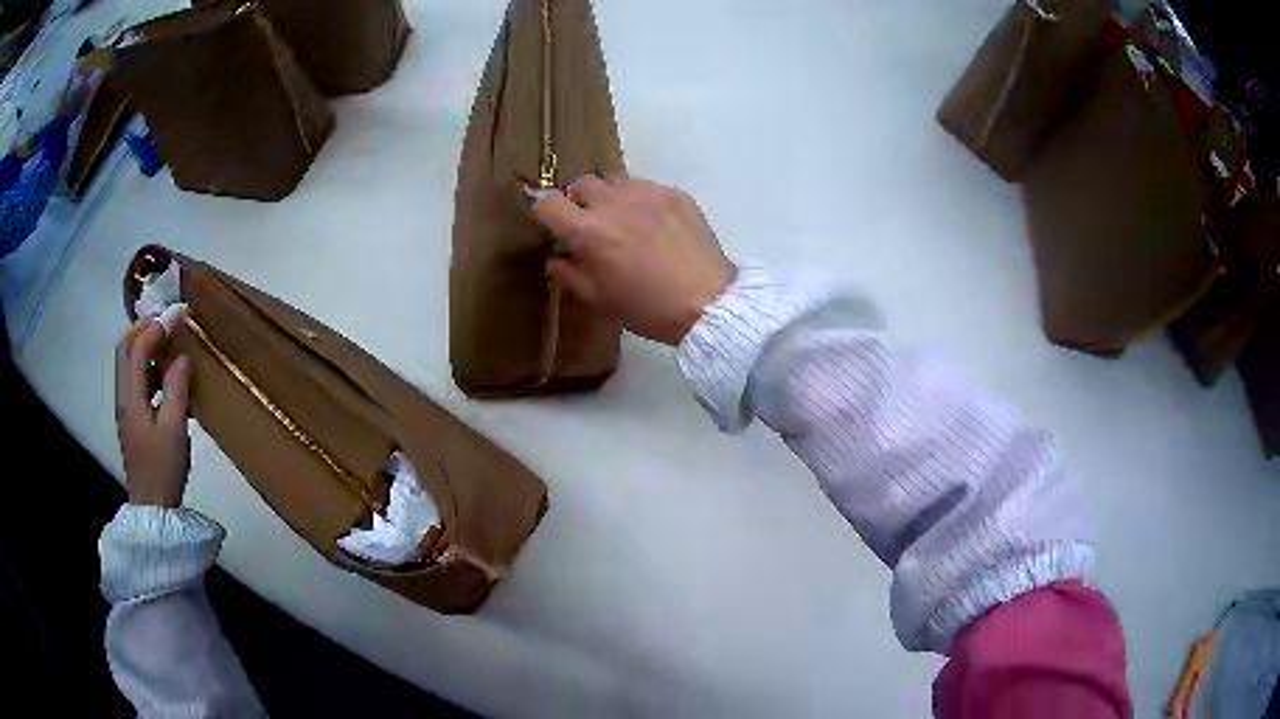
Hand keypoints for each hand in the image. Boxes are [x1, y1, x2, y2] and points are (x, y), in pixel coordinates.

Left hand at [115, 319, 191, 507]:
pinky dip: (147, 367)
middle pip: (125, 350)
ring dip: (144, 346)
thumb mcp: (175, 429)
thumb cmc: (163, 468)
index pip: (136, 348)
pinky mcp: (132, 419)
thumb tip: (181, 357)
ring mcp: (126, 409)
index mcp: (131, 397)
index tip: (175, 318)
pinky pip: (135, 381)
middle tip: (166, 322)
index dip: (154, 328)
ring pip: (128, 364)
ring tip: (167, 343)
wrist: (152, 508)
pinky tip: (164, 377)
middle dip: (143, 329)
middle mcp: (124, 397)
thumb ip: (177, 389)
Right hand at [530, 176, 734, 345]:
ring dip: (611, 200)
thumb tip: (556, 257)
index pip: (547, 203)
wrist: (707, 303)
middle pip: (581, 184)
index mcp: (588, 231)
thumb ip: (569, 273)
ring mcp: (647, 193)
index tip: (551, 224)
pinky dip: (641, 203)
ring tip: (626, 225)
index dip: (543, 212)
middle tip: (590, 226)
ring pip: (614, 183)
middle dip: (578, 202)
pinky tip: (656, 228)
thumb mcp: (599, 299)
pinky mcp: (675, 193)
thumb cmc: (647, 309)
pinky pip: (646, 188)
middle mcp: (613, 202)